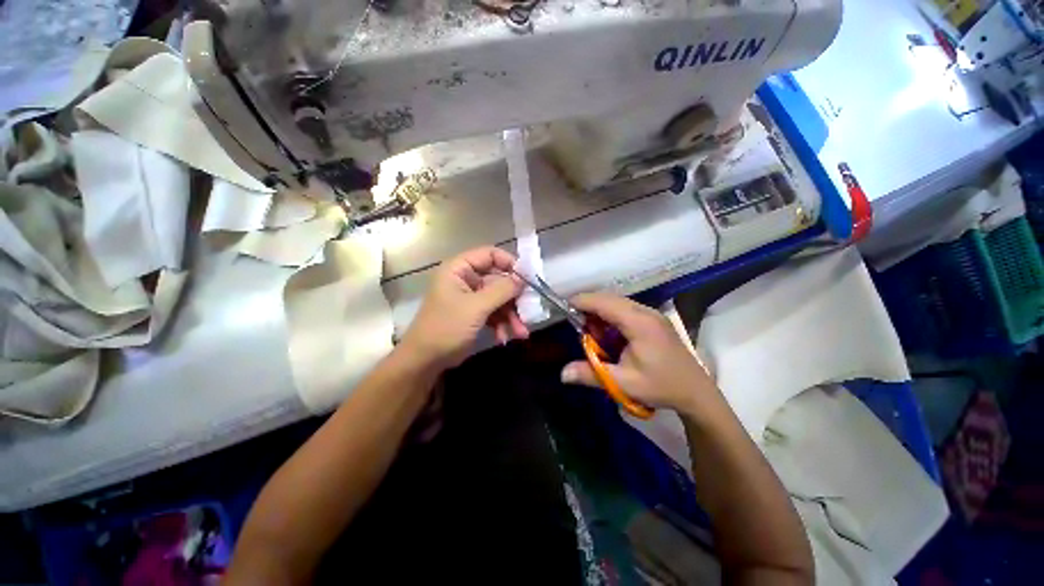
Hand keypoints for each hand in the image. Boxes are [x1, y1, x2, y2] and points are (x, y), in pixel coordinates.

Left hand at [400, 246, 528, 369]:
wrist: (425, 360)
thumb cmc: (446, 327)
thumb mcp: (476, 307)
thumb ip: (501, 290)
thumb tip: (524, 278)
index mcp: (459, 269)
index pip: (490, 254)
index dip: (510, 263)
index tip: (527, 278)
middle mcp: (466, 279)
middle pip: (498, 279)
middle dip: (513, 298)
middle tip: (528, 310)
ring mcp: (471, 297)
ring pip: (499, 299)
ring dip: (511, 315)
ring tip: (521, 332)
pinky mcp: (474, 313)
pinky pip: (494, 312)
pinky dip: (502, 323)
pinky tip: (505, 337)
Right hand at [560, 293, 720, 415]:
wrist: (696, 393)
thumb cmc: (661, 386)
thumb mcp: (624, 383)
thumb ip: (591, 375)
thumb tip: (562, 374)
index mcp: (639, 323)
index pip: (604, 303)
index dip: (582, 301)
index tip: (564, 306)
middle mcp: (646, 312)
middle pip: (610, 299)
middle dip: (590, 307)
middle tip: (577, 326)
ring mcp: (652, 314)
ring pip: (618, 303)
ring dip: (601, 312)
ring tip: (593, 333)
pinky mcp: (654, 320)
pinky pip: (626, 310)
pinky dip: (612, 317)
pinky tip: (609, 334)